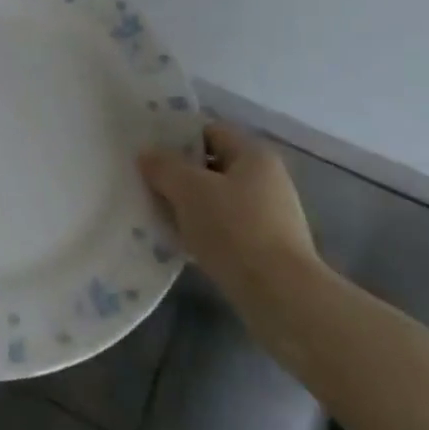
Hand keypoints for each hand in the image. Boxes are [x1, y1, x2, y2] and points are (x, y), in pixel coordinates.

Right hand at [138, 123, 321, 299]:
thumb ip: (164, 167)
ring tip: (158, 215)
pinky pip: (225, 229)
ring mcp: (270, 216)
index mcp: (254, 155)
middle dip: (180, 175)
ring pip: (217, 200)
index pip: (210, 131)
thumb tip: (147, 154)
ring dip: (189, 206)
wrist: (281, 298)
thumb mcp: (189, 190)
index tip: (149, 152)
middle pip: (213, 166)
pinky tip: (180, 243)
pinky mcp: (266, 249)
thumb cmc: (235, 230)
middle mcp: (267, 179)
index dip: (178, 137)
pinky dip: (203, 232)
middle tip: (147, 184)